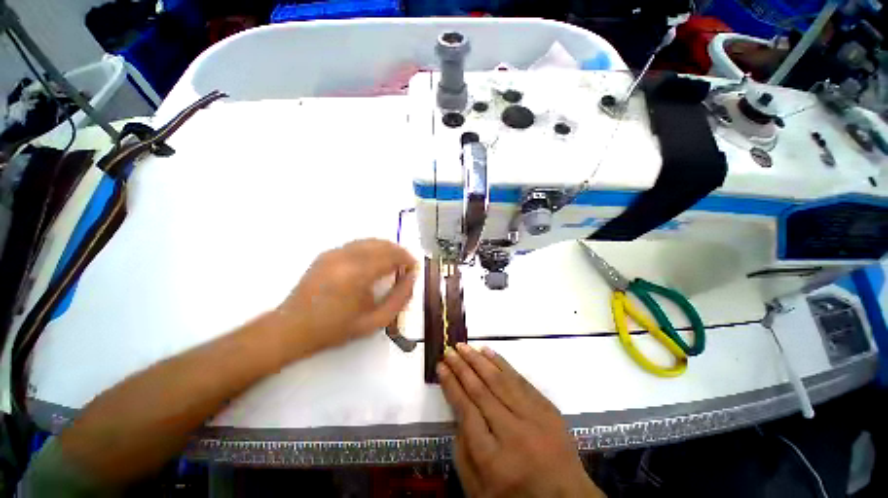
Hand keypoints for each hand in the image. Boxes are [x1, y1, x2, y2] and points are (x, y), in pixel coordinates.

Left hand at [274, 239, 416, 355]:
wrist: (293, 328)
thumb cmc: (336, 328)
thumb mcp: (375, 321)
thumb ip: (400, 298)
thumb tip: (412, 277)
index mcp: (358, 274)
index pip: (391, 256)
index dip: (407, 260)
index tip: (414, 269)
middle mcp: (346, 257)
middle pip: (382, 244)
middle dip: (399, 252)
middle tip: (406, 266)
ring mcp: (334, 253)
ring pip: (370, 241)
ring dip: (386, 249)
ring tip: (393, 264)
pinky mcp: (327, 253)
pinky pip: (357, 244)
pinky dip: (371, 249)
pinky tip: (373, 263)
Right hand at [438, 344, 603, 497]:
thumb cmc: (515, 496)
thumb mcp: (478, 489)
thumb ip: (462, 451)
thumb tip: (457, 412)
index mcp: (493, 459)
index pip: (466, 411)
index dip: (451, 385)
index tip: (441, 366)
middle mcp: (513, 433)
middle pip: (481, 391)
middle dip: (462, 367)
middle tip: (449, 350)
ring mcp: (533, 418)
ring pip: (500, 380)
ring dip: (479, 360)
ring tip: (464, 346)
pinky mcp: (547, 408)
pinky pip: (520, 380)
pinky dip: (502, 364)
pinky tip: (489, 352)